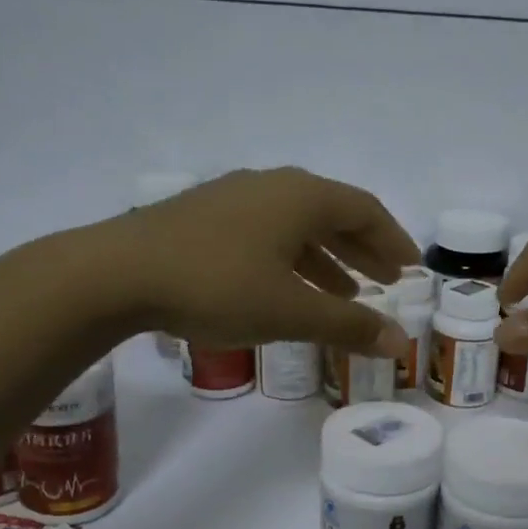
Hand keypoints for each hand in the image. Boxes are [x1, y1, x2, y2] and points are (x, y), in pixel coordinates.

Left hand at [94, 167, 417, 353]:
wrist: (116, 273)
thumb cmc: (217, 286)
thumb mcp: (290, 311)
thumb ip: (347, 325)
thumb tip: (399, 341)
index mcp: (301, 197)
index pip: (365, 211)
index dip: (393, 240)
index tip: (411, 268)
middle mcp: (272, 186)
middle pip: (332, 214)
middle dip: (363, 249)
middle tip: (386, 280)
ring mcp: (234, 197)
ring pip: (296, 225)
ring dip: (326, 258)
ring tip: (344, 293)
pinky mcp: (203, 217)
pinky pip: (266, 233)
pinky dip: (290, 259)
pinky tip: (285, 288)